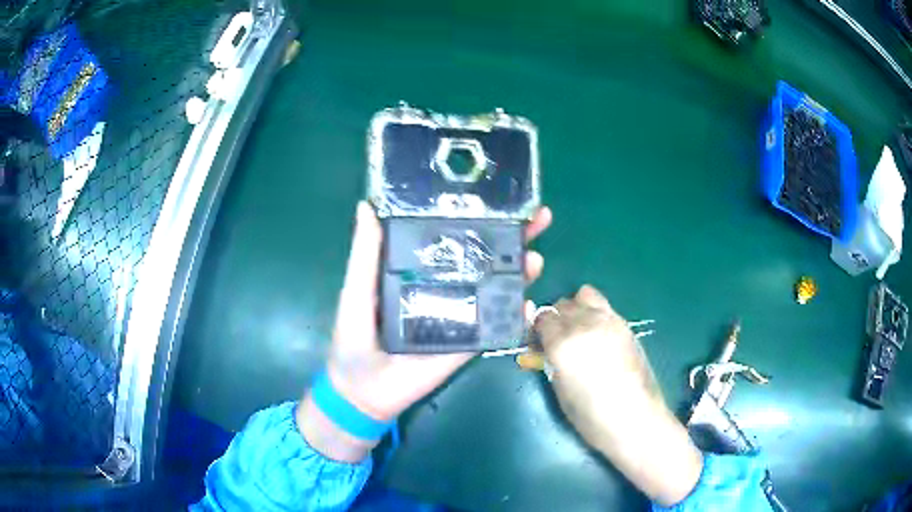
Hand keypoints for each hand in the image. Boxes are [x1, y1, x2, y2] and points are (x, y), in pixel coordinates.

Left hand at [299, 202, 551, 461]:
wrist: (362, 389)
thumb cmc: (355, 335)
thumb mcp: (358, 288)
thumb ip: (365, 253)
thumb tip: (366, 204)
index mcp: (422, 269)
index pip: (456, 237)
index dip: (479, 218)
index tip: (503, 199)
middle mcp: (448, 287)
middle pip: (486, 258)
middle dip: (514, 238)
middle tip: (539, 219)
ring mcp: (462, 316)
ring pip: (498, 289)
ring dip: (521, 273)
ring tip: (535, 259)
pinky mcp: (468, 344)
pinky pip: (496, 328)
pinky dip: (516, 318)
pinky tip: (529, 305)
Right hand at [535, 285, 702, 505]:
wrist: (634, 418)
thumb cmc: (590, 415)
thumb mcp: (559, 389)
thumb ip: (549, 358)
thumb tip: (543, 343)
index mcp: (562, 343)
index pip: (542, 318)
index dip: (537, 330)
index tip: (538, 345)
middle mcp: (584, 324)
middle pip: (562, 304)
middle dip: (555, 319)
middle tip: (558, 340)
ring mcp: (608, 320)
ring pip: (584, 295)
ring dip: (576, 309)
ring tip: (579, 332)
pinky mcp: (625, 323)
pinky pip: (603, 305)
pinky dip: (594, 312)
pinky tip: (598, 335)